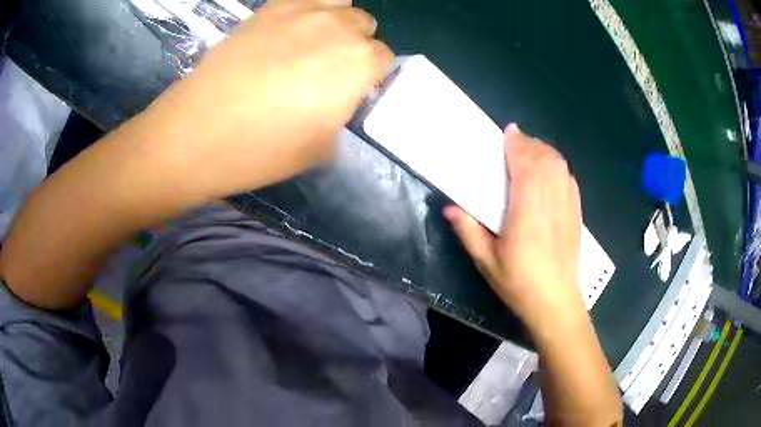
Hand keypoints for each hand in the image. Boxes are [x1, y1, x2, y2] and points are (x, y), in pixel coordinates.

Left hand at [140, 0, 393, 198]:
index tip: (351, 90)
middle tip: (327, 69)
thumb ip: (341, 114)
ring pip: (339, 5)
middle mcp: (339, 28)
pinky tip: (288, 32)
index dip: (370, 76)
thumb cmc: (262, 149)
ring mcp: (303, 11)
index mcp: (359, 63)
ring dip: (335, 22)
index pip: (384, 59)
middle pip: (364, 26)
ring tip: (311, 44)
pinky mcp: (269, 8)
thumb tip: (337, 100)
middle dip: (355, 45)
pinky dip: (307, 11)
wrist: (197, 132)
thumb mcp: (319, 148)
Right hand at [444, 124, 584, 332]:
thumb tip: (450, 208)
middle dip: (529, 144)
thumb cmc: (519, 284)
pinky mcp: (576, 213)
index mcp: (527, 212)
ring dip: (544, 152)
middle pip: (545, 159)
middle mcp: (550, 202)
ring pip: (559, 166)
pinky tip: (549, 171)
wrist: (556, 303)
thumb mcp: (487, 262)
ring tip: (530, 151)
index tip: (508, 132)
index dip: (517, 144)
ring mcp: (567, 206)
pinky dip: (558, 166)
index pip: (526, 166)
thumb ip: (469, 232)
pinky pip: (569, 178)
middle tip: (514, 141)